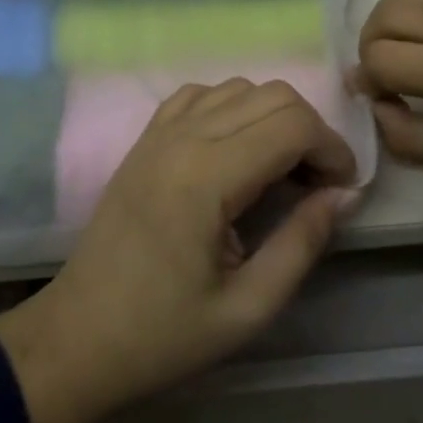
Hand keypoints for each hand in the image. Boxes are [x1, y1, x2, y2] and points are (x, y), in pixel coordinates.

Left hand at [0, 78, 358, 422]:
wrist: (79, 336)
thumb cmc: (162, 334)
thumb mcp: (247, 309)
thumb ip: (301, 244)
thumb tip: (344, 194)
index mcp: (207, 176)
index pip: (292, 124)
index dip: (332, 148)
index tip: (343, 189)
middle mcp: (184, 136)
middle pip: (272, 94)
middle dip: (310, 130)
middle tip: (317, 183)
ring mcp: (160, 130)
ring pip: (239, 87)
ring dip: (273, 117)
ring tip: (279, 170)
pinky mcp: (146, 136)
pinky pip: (201, 95)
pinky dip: (232, 108)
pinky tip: (235, 150)